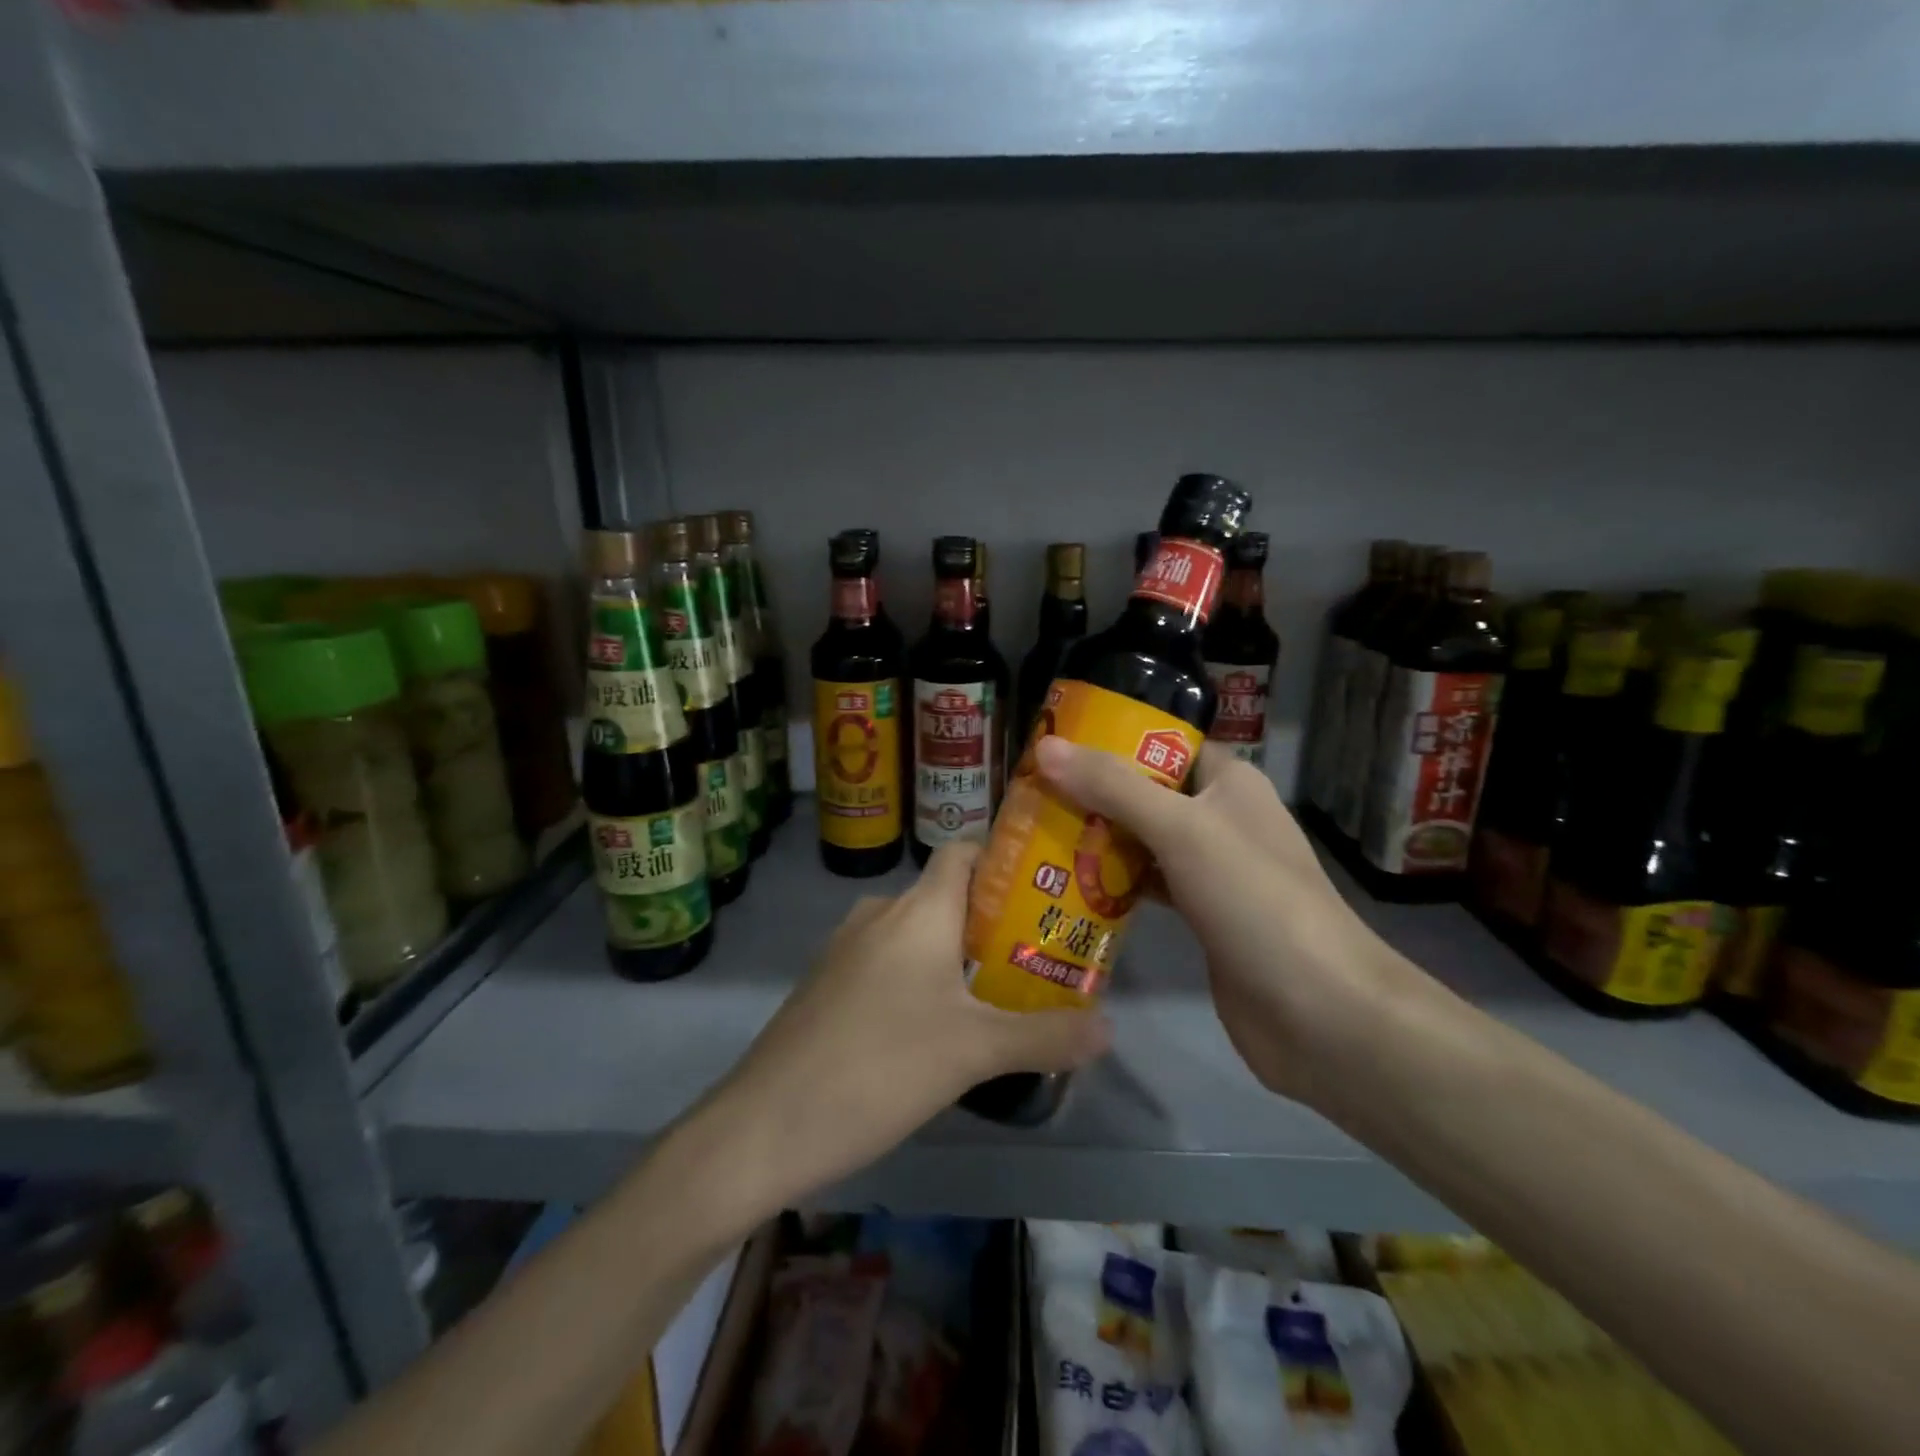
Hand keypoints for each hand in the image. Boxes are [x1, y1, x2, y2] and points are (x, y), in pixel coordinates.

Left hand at [708, 842, 1110, 1199]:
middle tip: (1042, 951)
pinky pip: (888, 961)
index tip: (1048, 884)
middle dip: (995, 918)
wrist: (764, 1126)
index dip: (1005, 857)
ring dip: (958, 953)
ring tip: (1001, 991)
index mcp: (918, 910)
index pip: (965, 851)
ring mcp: (846, 948)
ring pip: (917, 933)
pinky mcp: (828, 984)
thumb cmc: (879, 1068)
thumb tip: (1110, 1027)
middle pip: (948, 895)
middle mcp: (880, 914)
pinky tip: (938, 1025)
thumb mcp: (973, 1054)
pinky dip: (920, 976)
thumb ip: (1044, 1037)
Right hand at [1034, 737, 1404, 1104]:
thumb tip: (1046, 747)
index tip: (1055, 746)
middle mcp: (1221, 819)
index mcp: (1229, 783)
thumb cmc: (1254, 899)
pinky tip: (1068, 888)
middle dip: (1093, 794)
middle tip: (1031, 796)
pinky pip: (1148, 886)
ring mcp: (1213, 871)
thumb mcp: (1181, 830)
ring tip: (1036, 835)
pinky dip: (1113, 885)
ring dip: (1098, 840)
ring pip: (1144, 841)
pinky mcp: (1202, 917)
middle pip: (1147, 793)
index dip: (1113, 739)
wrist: (1319, 1012)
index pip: (1165, 744)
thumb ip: (1113, 787)